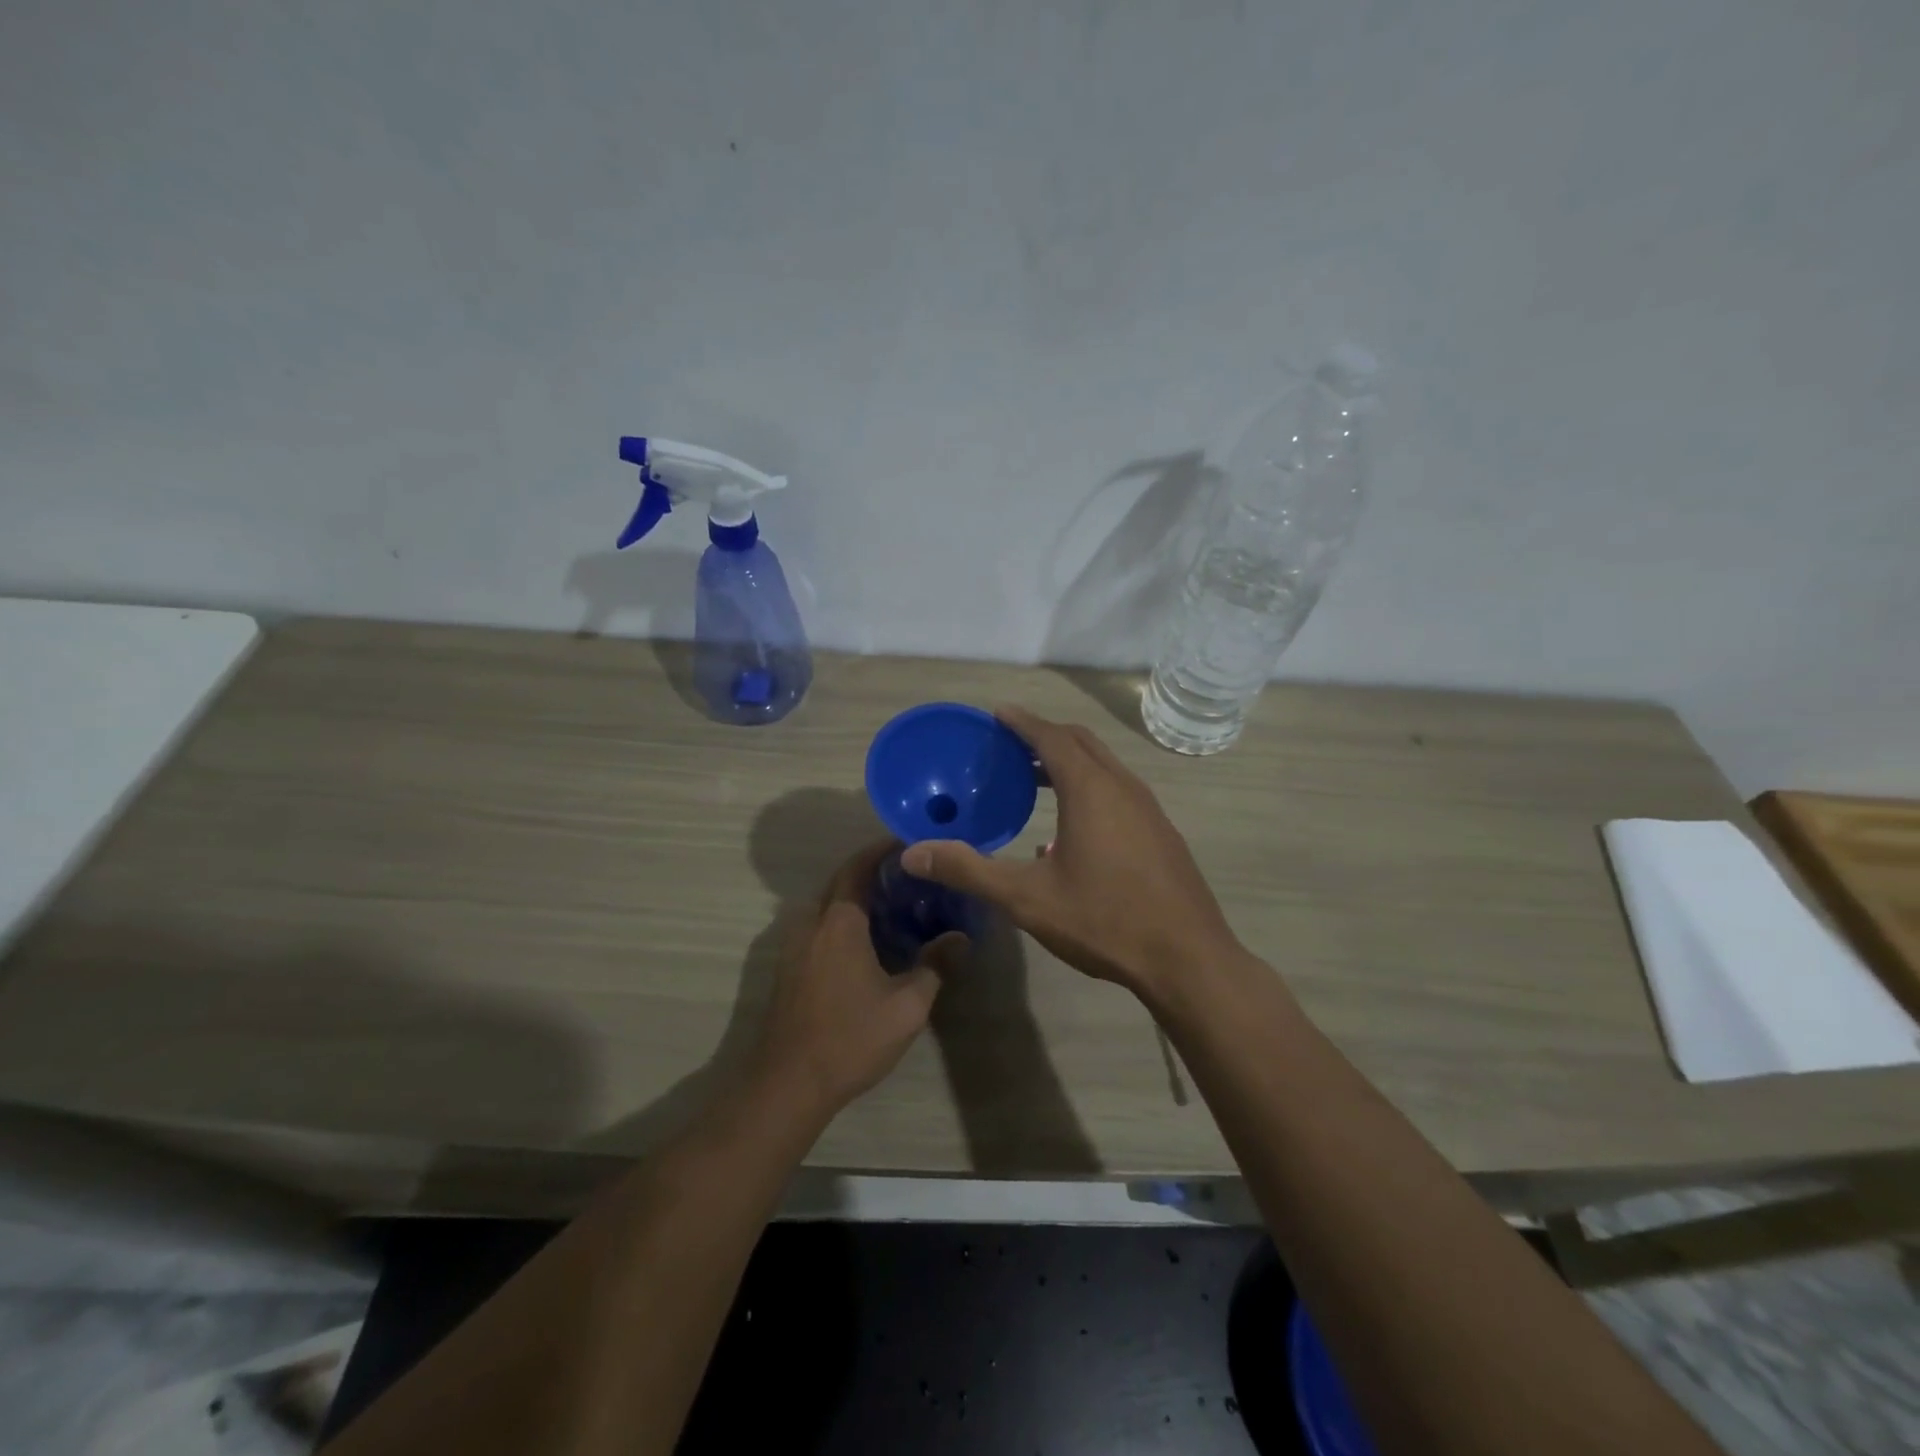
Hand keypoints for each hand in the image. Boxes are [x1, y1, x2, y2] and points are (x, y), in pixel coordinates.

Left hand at [752, 839, 964, 1119]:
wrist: (788, 1085)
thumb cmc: (850, 1038)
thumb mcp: (907, 1006)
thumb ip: (935, 965)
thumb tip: (961, 938)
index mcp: (839, 922)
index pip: (858, 867)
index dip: (882, 851)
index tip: (910, 843)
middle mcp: (811, 923)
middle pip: (841, 883)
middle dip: (873, 874)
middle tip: (912, 878)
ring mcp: (794, 946)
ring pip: (829, 907)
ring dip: (858, 900)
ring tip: (896, 908)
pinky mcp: (789, 968)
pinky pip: (819, 928)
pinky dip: (844, 922)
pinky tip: (870, 943)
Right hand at [900, 706, 1242, 998]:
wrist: (1187, 958)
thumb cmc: (1104, 920)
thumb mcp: (1026, 898)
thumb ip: (969, 869)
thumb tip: (912, 853)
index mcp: (1091, 789)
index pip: (1051, 737)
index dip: (1022, 721)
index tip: (998, 713)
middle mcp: (1123, 786)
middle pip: (1080, 742)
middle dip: (1045, 735)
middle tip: (1010, 743)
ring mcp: (1149, 809)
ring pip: (1104, 766)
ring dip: (1069, 761)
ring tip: (1035, 778)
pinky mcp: (1161, 832)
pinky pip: (1119, 790)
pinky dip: (1090, 785)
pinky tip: (1071, 827)